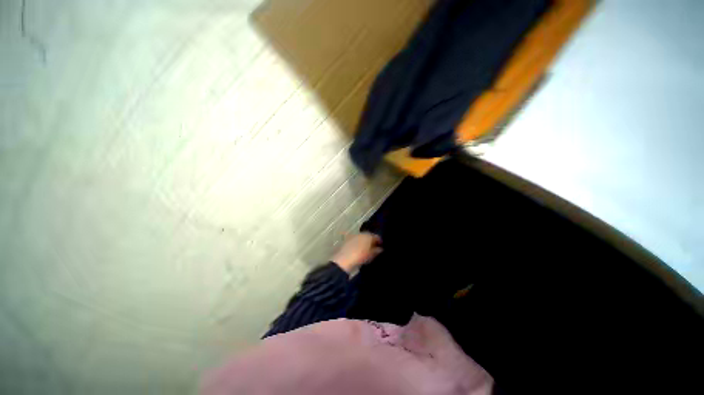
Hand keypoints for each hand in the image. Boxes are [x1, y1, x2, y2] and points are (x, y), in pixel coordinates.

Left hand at [331, 232, 382, 273]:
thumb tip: (380, 249)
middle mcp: (361, 233)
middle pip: (368, 236)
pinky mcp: (347, 239)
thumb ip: (377, 251)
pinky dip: (358, 243)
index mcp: (368, 235)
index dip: (380, 241)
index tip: (381, 246)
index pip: (377, 237)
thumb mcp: (371, 255)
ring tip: (366, 249)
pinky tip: (358, 249)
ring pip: (361, 237)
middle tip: (374, 247)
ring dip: (364, 241)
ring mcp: (353, 236)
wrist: (343, 260)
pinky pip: (355, 240)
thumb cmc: (360, 257)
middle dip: (371, 241)